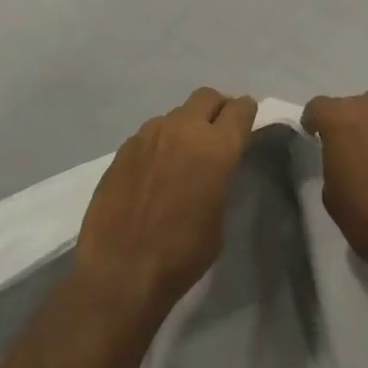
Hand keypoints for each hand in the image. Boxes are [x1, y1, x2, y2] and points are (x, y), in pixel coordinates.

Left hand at [73, 88, 258, 322]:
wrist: (120, 270)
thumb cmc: (181, 255)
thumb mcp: (218, 219)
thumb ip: (220, 178)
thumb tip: (215, 165)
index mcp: (216, 147)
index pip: (239, 109)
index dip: (246, 112)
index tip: (246, 121)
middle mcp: (184, 128)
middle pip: (207, 96)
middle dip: (217, 108)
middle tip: (218, 131)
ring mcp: (151, 132)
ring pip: (177, 114)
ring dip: (186, 127)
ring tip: (182, 157)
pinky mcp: (126, 145)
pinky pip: (152, 133)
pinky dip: (161, 143)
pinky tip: (155, 171)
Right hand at [302, 91, 367, 294]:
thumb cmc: (367, 218)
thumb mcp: (332, 194)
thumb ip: (333, 161)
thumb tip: (343, 158)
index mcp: (341, 119)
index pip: (318, 106)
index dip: (314, 120)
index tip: (314, 135)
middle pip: (355, 106)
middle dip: (350, 123)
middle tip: (351, 149)